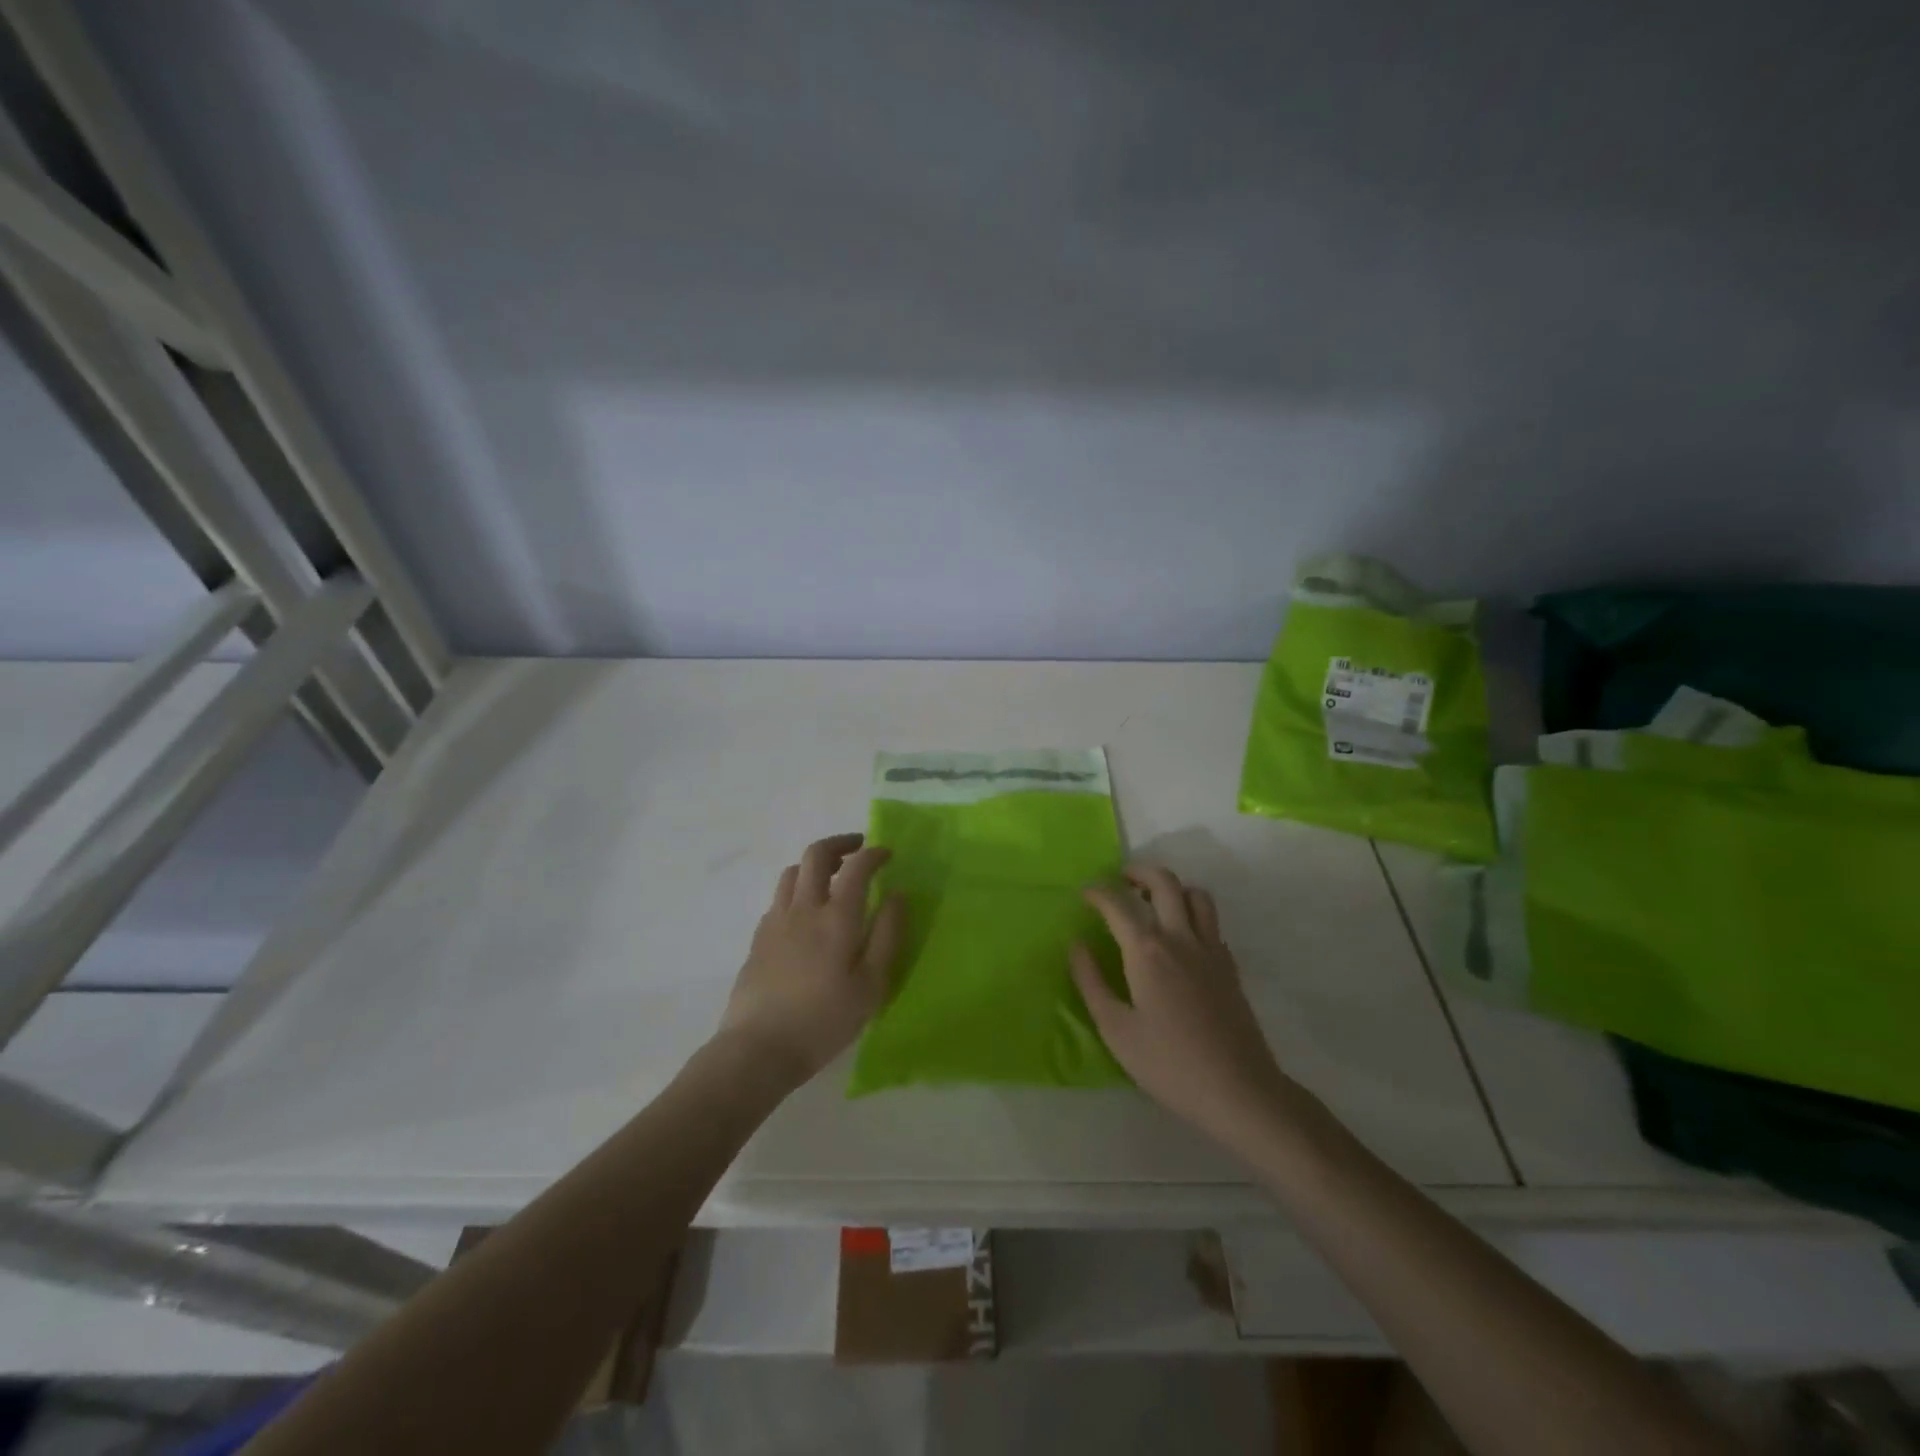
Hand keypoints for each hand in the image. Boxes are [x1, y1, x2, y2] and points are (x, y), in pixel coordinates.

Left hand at [719, 833, 904, 1087]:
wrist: (759, 1048)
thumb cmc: (824, 1020)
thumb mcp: (871, 985)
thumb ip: (887, 935)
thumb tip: (897, 894)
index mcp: (837, 917)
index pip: (857, 866)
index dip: (874, 853)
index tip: (887, 854)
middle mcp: (804, 908)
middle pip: (816, 855)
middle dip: (840, 844)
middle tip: (858, 850)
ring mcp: (776, 920)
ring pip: (792, 871)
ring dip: (815, 864)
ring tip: (832, 877)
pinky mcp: (759, 937)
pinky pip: (779, 897)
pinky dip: (797, 889)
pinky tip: (805, 912)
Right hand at [1071, 865, 1290, 1146]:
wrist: (1240, 1091)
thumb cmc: (1169, 1064)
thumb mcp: (1116, 1030)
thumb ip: (1091, 982)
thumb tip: (1076, 945)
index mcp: (1147, 951)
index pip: (1118, 904)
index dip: (1098, 892)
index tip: (1084, 892)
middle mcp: (1181, 938)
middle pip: (1164, 882)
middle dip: (1139, 872)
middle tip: (1120, 880)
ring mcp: (1211, 950)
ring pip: (1196, 895)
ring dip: (1173, 888)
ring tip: (1153, 902)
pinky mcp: (1230, 967)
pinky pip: (1212, 923)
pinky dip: (1193, 915)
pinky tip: (1181, 939)